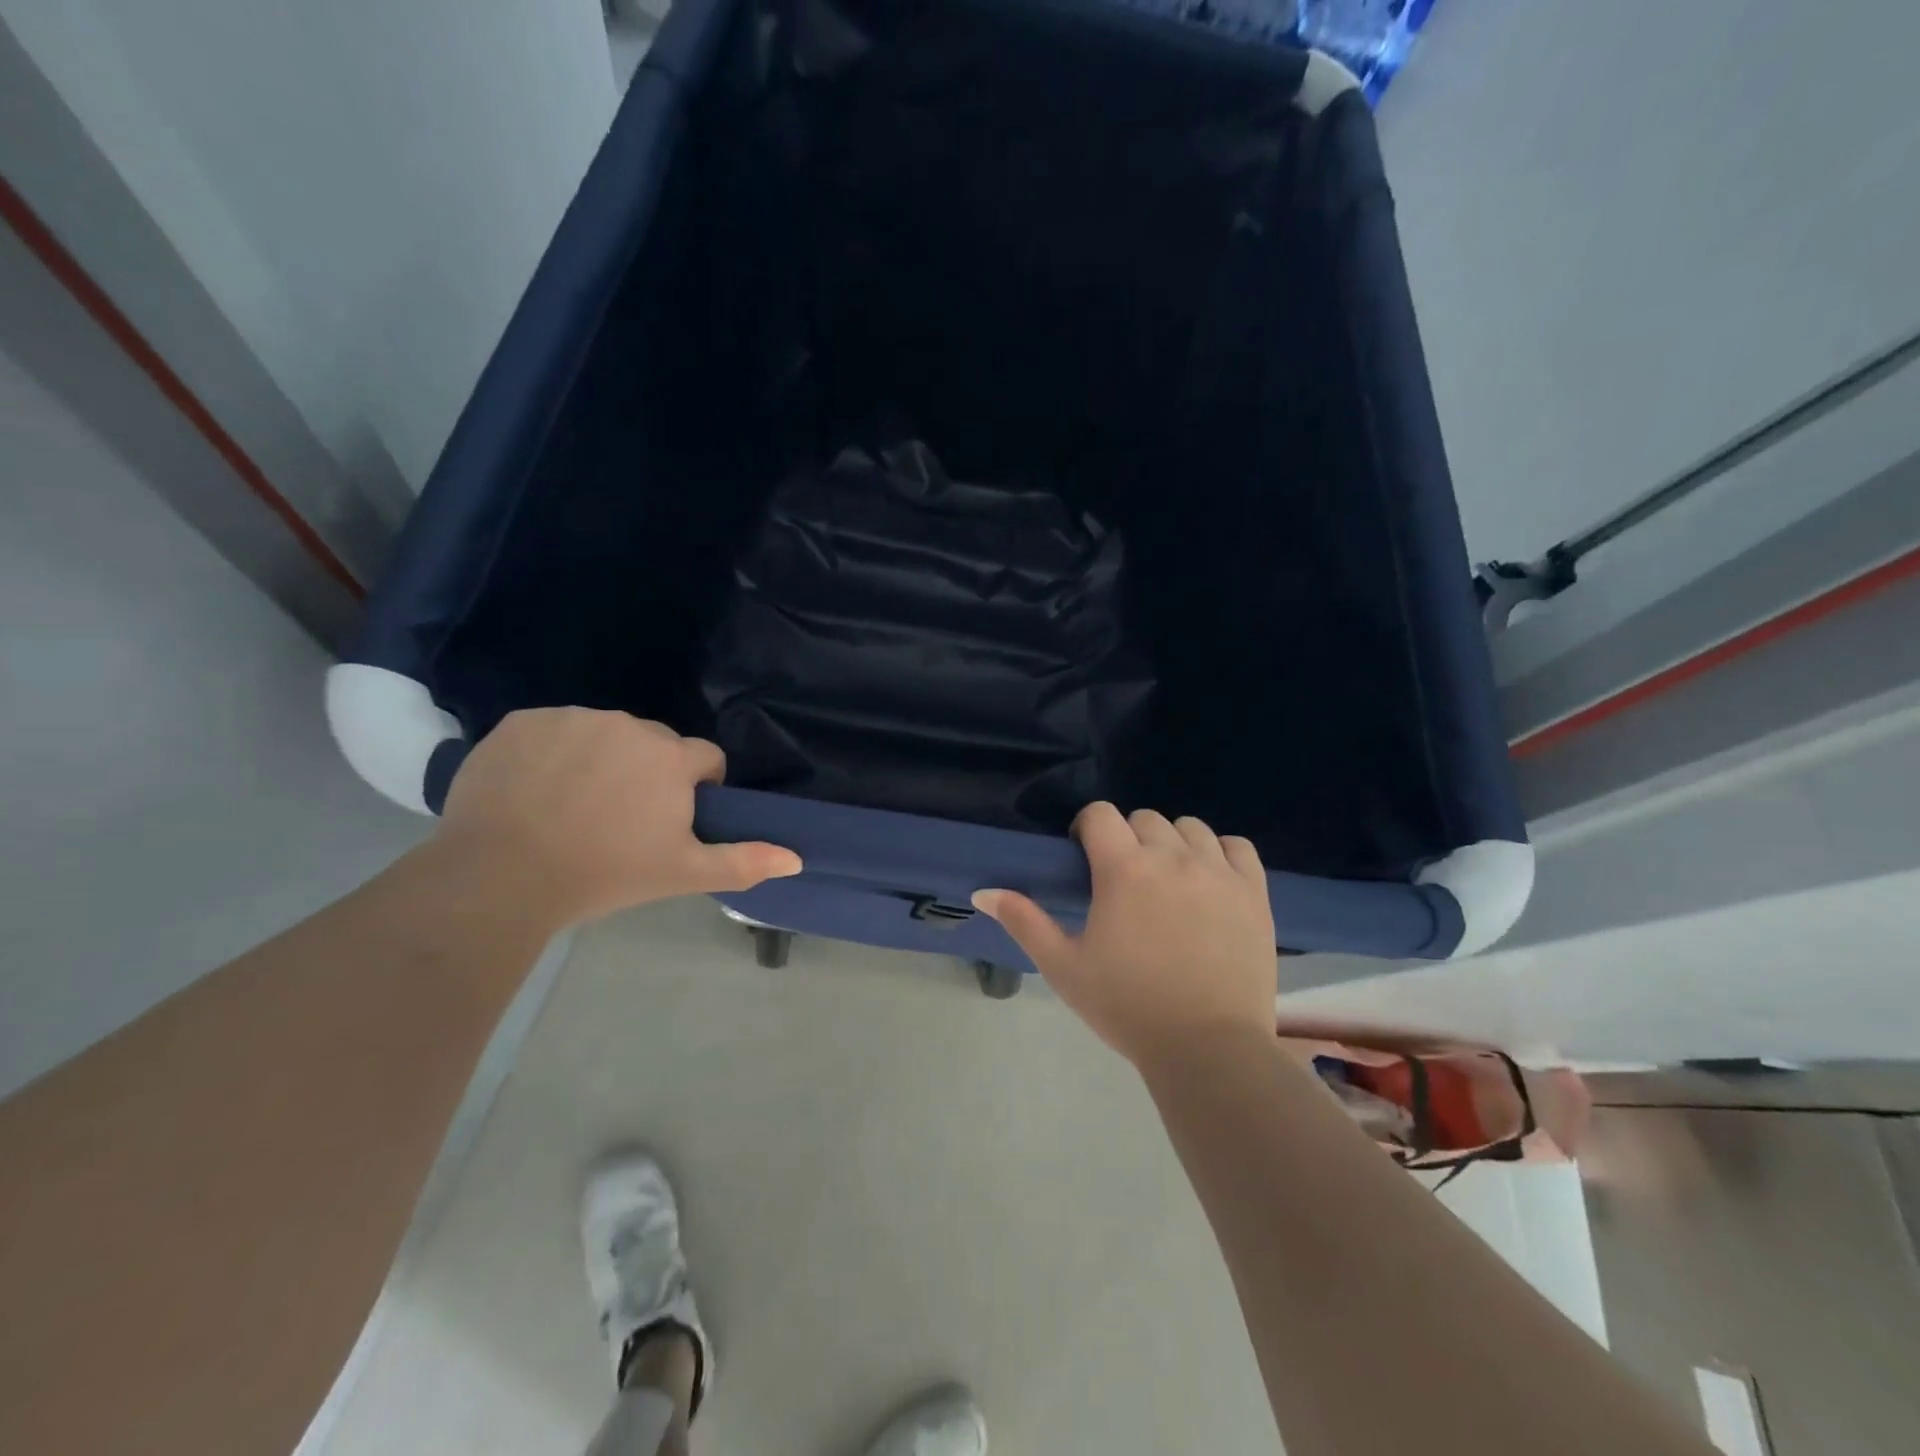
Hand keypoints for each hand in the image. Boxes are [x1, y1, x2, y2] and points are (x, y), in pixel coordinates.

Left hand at [438, 708, 801, 925]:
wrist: (501, 876)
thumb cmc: (605, 873)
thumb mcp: (681, 873)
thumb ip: (743, 860)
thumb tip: (797, 858)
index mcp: (670, 757)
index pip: (704, 758)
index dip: (697, 788)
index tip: (671, 820)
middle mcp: (627, 724)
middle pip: (654, 744)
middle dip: (648, 772)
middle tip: (620, 818)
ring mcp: (572, 718)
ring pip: (603, 733)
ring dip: (601, 758)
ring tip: (573, 805)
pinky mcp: (523, 721)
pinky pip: (553, 730)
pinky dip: (552, 752)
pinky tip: (535, 790)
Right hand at [972, 803, 1275, 1065]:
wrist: (1208, 1050)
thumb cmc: (1127, 1007)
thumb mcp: (1064, 967)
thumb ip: (1023, 922)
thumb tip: (982, 892)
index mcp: (1123, 870)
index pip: (1100, 814)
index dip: (1087, 827)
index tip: (1085, 855)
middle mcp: (1172, 857)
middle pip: (1145, 818)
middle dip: (1127, 838)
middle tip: (1124, 879)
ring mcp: (1219, 872)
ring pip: (1191, 828)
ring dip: (1172, 843)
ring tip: (1167, 879)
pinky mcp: (1254, 893)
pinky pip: (1237, 847)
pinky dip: (1220, 853)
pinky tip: (1210, 880)